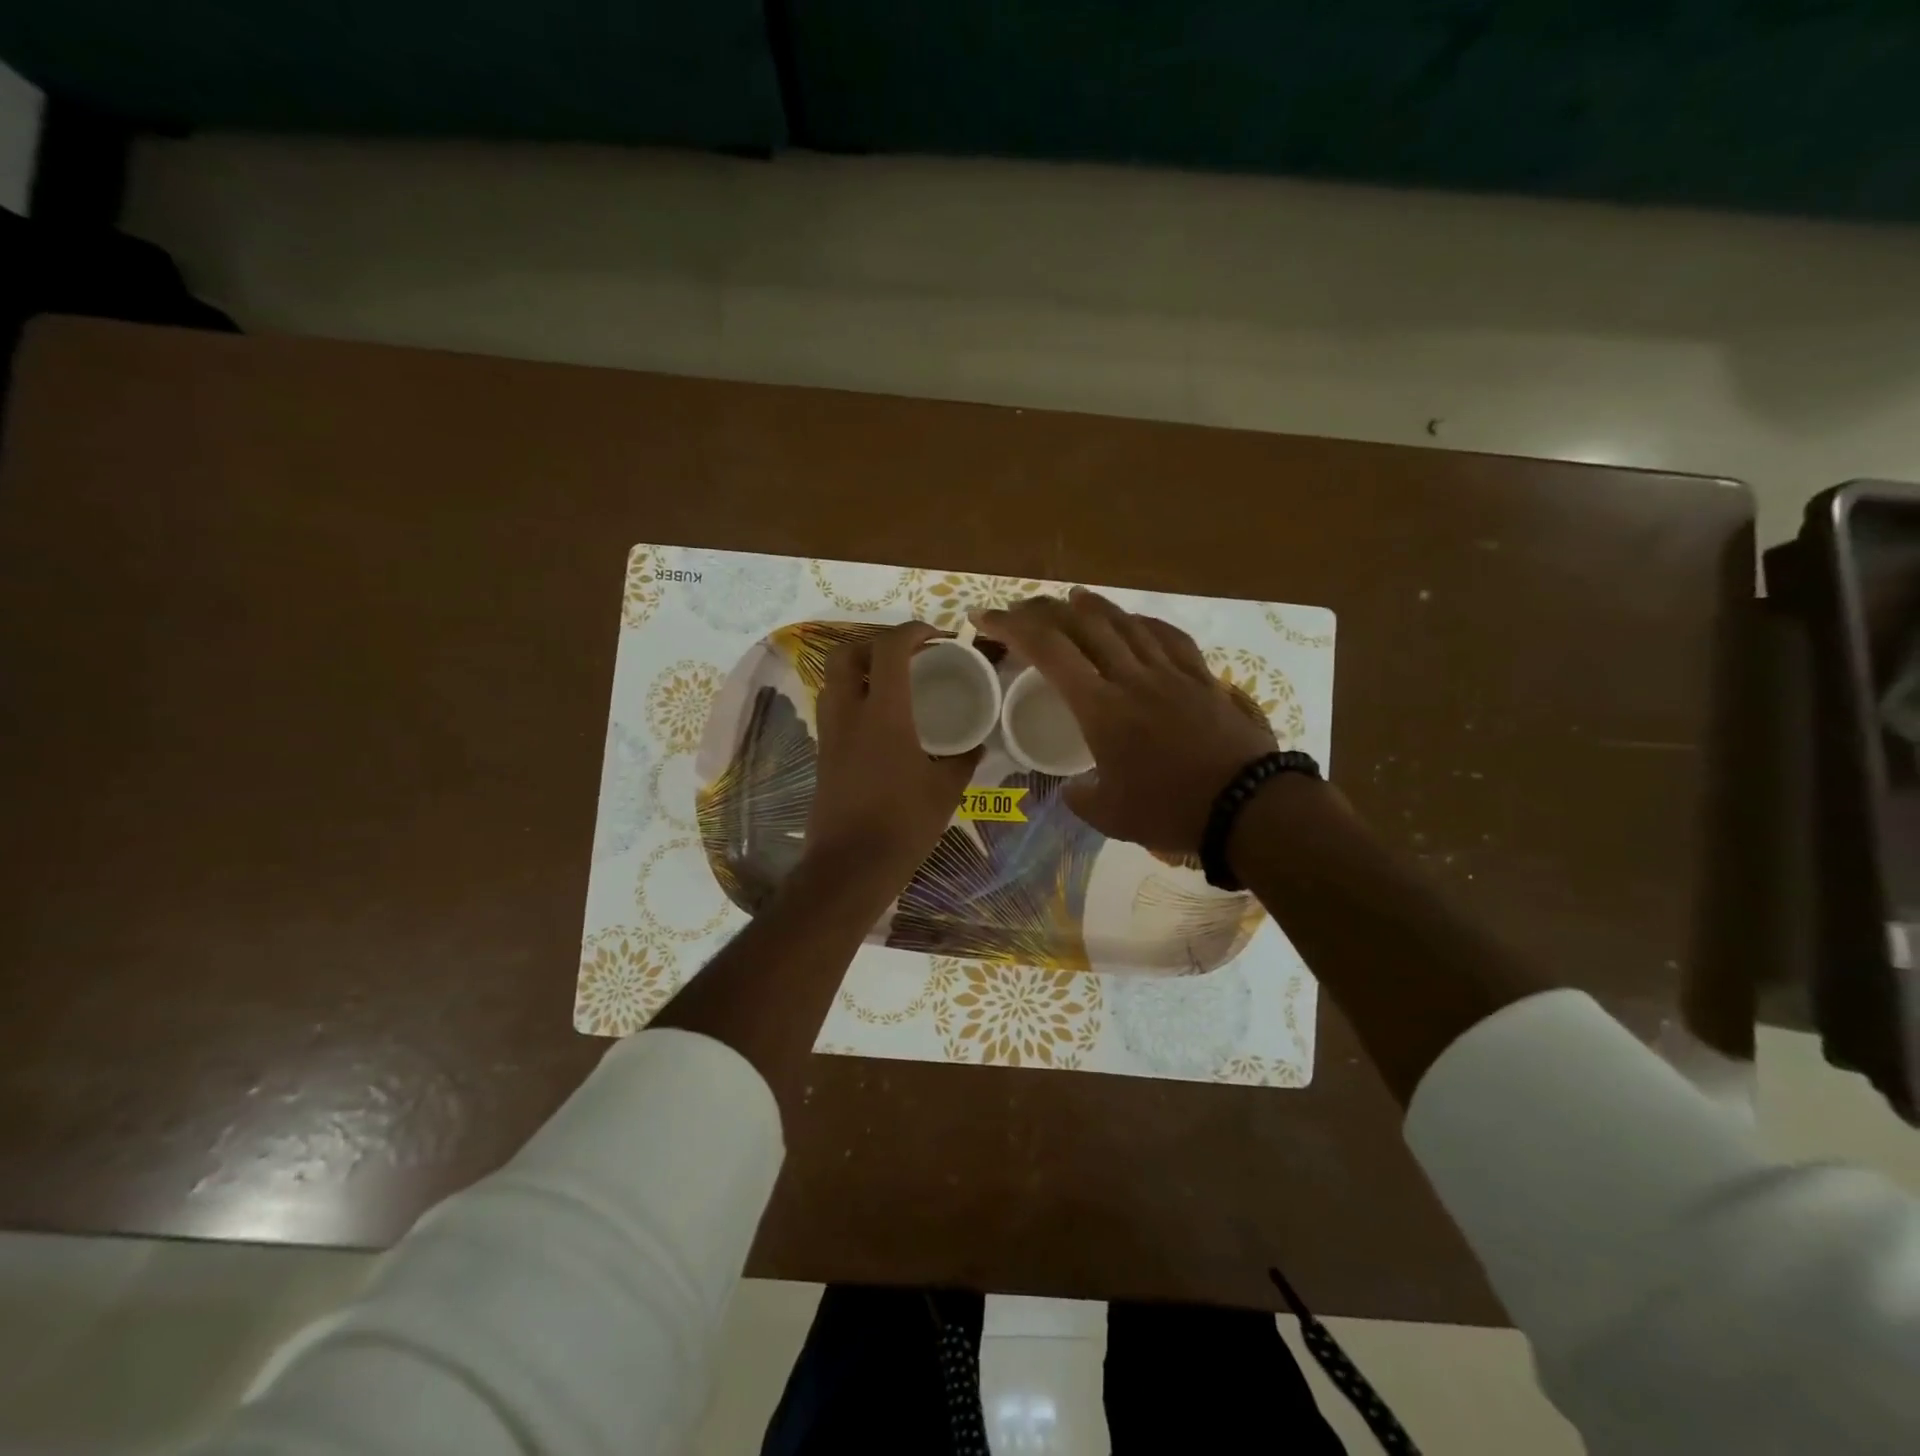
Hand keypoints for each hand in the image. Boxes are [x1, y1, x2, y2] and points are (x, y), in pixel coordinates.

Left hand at [801, 621, 980, 890]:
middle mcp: (849, 713)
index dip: (912, 631)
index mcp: (883, 714)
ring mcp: (830, 732)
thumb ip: (963, 760)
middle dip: (875, 643)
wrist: (850, 866)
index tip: (936, 636)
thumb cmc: (903, 825)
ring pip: (834, 678)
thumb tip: (976, 745)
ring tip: (894, 683)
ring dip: (861, 668)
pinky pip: (834, 705)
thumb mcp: (945, 790)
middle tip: (907, 656)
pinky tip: (881, 718)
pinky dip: (854, 695)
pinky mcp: (823, 752)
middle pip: (846, 652)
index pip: (889, 648)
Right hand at [975, 589, 1277, 855]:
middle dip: (1046, 609)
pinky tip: (1137, 622)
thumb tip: (1073, 788)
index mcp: (1101, 707)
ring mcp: (1171, 673)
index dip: (1011, 627)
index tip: (984, 618)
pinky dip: (1144, 623)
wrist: (1248, 806)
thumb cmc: (1171, 811)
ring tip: (1074, 598)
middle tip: (1024, 609)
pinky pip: (1169, 638)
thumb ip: (1081, 798)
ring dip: (1093, 607)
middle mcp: (1132, 677)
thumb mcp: (1111, 816)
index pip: (1048, 651)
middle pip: (1083, 624)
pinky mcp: (1202, 678)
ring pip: (1126, 623)